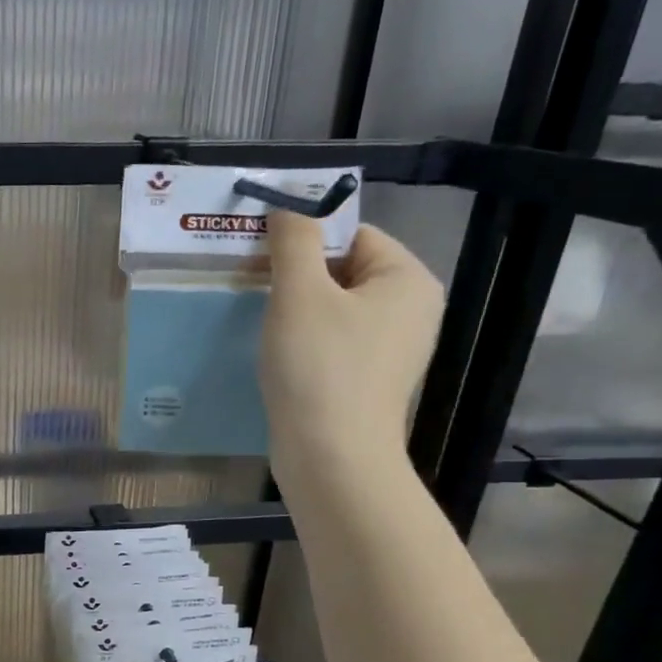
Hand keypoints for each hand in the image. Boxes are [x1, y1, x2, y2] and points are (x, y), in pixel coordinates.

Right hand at [261, 213, 443, 487]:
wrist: (330, 459)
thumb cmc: (319, 368)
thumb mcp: (299, 293)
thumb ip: (293, 240)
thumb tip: (288, 202)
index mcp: (407, 280)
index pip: (352, 234)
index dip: (303, 240)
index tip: (259, 257)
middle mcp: (410, 310)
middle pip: (342, 271)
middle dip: (295, 277)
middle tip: (251, 288)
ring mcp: (390, 350)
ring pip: (333, 310)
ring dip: (293, 312)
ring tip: (259, 323)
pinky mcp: (366, 381)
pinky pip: (332, 343)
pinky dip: (302, 343)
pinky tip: (276, 357)